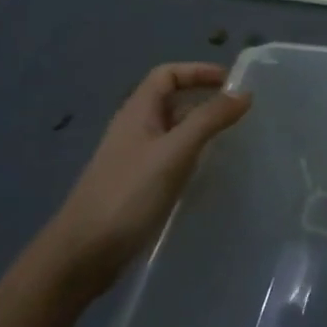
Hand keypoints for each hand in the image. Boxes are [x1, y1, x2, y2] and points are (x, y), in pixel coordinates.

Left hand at [36, 63, 251, 298]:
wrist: (82, 254)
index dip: (198, 71)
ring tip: (234, 138)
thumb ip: (209, 119)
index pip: (167, 75)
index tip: (231, 82)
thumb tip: (244, 93)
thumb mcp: (174, 151)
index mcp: (137, 113)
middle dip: (205, 99)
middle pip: (172, 101)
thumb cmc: (128, 194)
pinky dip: (194, 154)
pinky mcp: (139, 185)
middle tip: (241, 110)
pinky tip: (211, 169)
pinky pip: (172, 157)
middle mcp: (135, 130)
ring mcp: (135, 159)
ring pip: (174, 130)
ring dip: (202, 127)